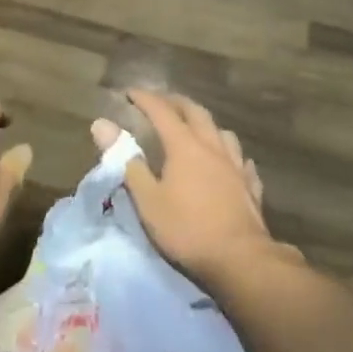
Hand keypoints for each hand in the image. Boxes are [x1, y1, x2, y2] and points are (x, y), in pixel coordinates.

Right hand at [90, 89, 289, 289]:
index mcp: (185, 145)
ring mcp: (236, 165)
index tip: (130, 92)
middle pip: (195, 112)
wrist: (240, 259)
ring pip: (222, 132)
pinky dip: (230, 154)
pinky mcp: (250, 185)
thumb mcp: (147, 200)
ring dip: (206, 124)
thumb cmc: (187, 229)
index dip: (145, 99)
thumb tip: (102, 125)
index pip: (162, 111)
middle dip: (176, 102)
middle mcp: (212, 146)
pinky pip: (240, 160)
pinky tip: (229, 162)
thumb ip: (126, 161)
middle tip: (161, 101)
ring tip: (196, 129)